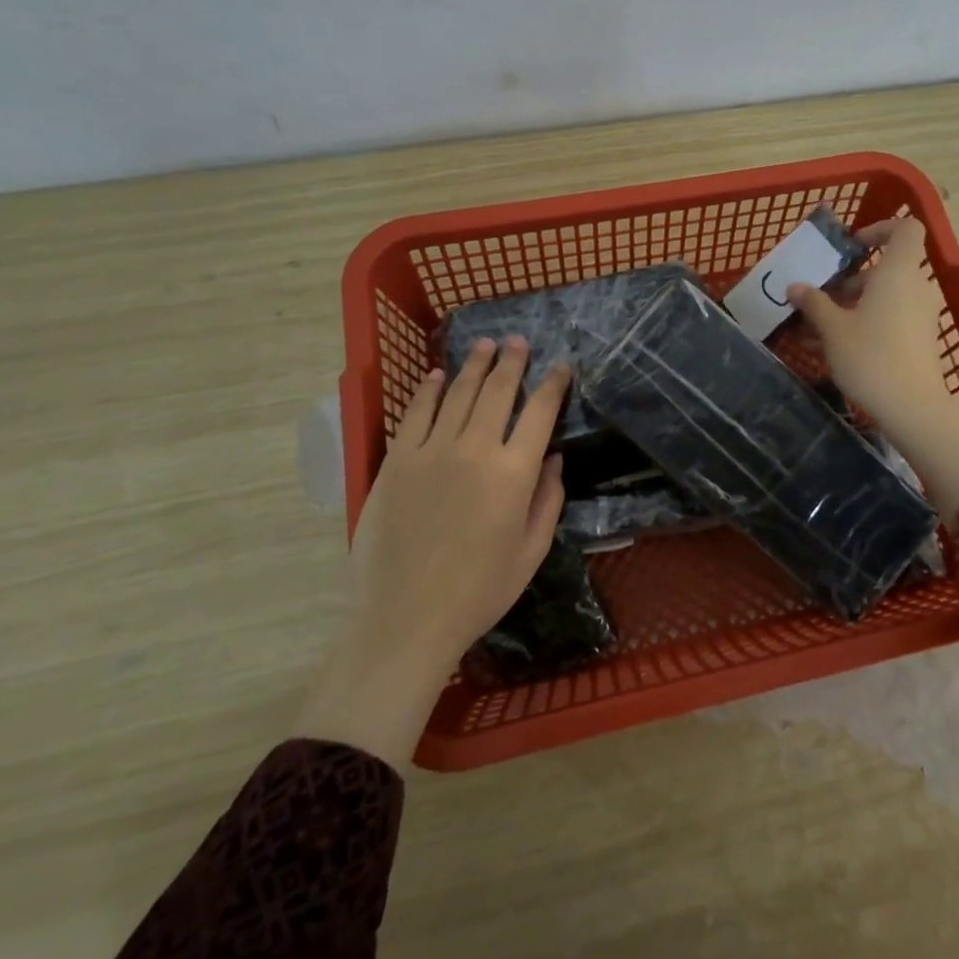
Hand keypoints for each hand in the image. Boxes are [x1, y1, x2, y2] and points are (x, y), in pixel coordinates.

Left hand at [295, 337, 569, 767]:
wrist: (405, 616)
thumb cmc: (478, 591)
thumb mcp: (531, 552)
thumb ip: (548, 500)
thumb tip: (553, 457)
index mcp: (514, 473)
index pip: (540, 413)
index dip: (553, 385)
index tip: (561, 367)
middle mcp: (475, 450)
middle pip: (498, 391)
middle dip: (512, 362)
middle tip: (519, 342)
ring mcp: (431, 451)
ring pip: (458, 394)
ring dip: (475, 365)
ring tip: (485, 344)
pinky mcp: (397, 461)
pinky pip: (416, 414)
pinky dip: (429, 390)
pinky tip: (439, 376)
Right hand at [788, 218, 958, 519]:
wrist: (911, 408)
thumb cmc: (870, 356)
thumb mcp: (832, 329)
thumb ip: (814, 302)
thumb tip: (795, 287)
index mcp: (898, 272)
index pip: (905, 228)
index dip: (879, 229)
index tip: (851, 248)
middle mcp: (917, 286)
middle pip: (887, 268)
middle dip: (852, 279)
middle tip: (821, 298)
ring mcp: (923, 314)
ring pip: (887, 296)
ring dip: (854, 304)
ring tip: (820, 327)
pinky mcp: (922, 339)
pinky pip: (892, 317)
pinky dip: (867, 322)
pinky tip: (836, 348)